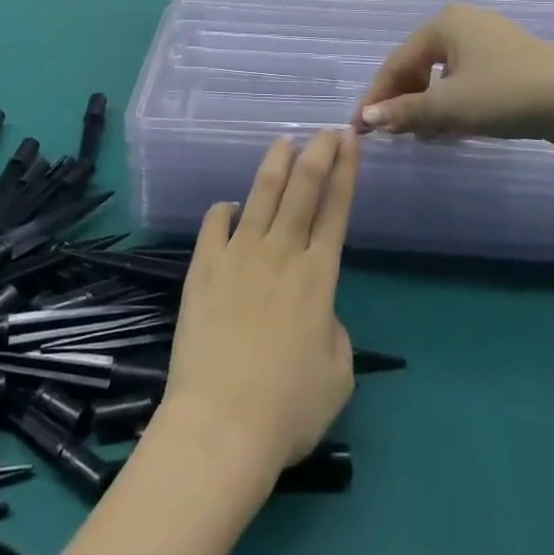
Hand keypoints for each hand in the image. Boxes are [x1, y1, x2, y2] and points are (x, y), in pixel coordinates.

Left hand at [159, 132, 358, 484]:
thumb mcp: (338, 374)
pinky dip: (225, 211)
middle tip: (324, 129)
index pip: (336, 211)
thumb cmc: (288, 409)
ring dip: (275, 165)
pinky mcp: (203, 268)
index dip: (345, 173)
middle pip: (302, 190)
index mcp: (318, 278)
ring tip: (283, 142)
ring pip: (260, 195)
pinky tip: (230, 206)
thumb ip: (331, 328)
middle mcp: (280, 254)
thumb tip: (314, 309)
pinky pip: (215, 225)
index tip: (349, 142)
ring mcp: (238, 256)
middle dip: (317, 154)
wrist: (222, 424)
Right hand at [353, 3, 553, 146]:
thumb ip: (404, 111)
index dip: (377, 96)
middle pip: (419, 66)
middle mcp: (464, 23)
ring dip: (429, 107)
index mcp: (444, 23)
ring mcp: (490, 40)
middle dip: (405, 102)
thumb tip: (366, 118)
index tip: (360, 126)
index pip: (397, 62)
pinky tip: (452, 129)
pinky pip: (468, 80)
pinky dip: (455, 104)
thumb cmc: (505, 94)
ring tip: (422, 136)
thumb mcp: (449, 106)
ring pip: (444, 76)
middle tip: (393, 133)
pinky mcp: (510, 61)